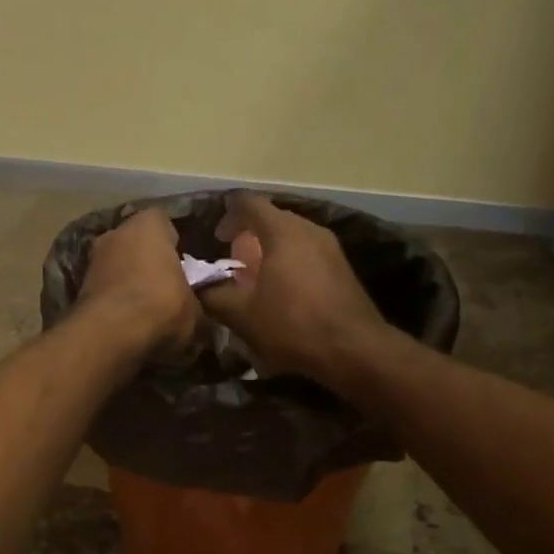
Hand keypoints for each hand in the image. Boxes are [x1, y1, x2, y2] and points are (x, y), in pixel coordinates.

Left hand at [78, 208, 198, 360]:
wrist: (111, 335)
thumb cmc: (162, 307)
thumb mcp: (196, 310)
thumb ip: (196, 302)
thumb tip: (196, 312)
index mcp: (149, 224)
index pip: (165, 222)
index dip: (175, 243)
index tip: (184, 264)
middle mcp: (116, 232)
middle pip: (137, 243)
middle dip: (149, 261)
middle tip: (167, 287)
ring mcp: (92, 259)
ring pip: (118, 265)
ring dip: (129, 281)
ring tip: (147, 308)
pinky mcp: (78, 287)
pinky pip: (105, 289)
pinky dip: (114, 300)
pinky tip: (128, 321)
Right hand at [198, 193, 388, 385]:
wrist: (354, 350)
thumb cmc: (292, 325)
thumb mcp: (242, 315)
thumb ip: (214, 296)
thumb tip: (199, 288)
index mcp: (283, 232)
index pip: (249, 204)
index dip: (228, 216)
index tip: (217, 238)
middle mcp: (310, 230)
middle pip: (273, 220)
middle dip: (249, 237)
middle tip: (234, 263)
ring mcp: (331, 249)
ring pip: (293, 238)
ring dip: (271, 253)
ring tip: (257, 280)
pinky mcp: (343, 270)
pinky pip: (308, 255)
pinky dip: (290, 264)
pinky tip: (283, 294)